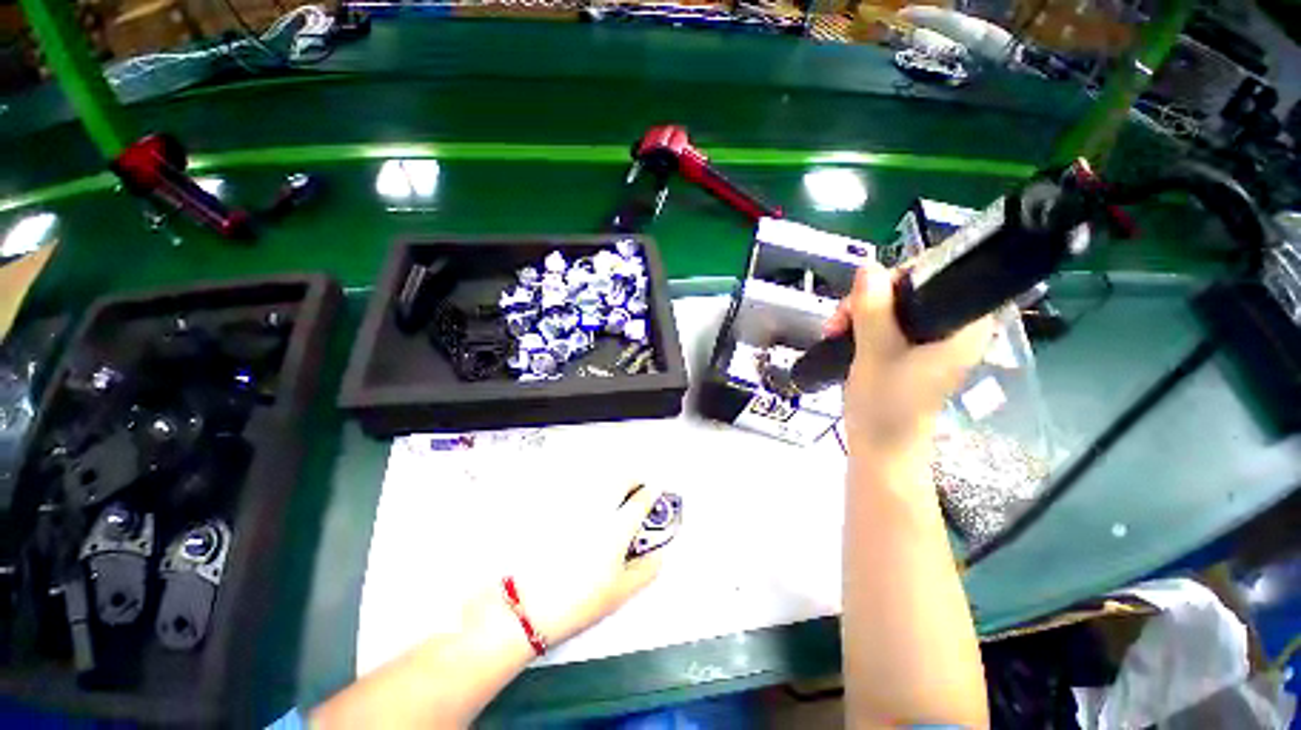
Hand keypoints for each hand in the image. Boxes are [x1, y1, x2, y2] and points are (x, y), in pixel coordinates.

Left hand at [506, 485, 664, 646]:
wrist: (529, 605)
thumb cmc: (578, 601)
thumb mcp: (621, 592)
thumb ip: (647, 570)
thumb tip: (658, 553)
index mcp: (617, 527)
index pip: (642, 499)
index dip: (653, 493)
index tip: (657, 493)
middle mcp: (598, 508)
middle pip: (621, 478)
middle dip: (635, 480)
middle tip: (638, 491)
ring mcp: (576, 505)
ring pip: (601, 479)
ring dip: (614, 483)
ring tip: (616, 498)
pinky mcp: (557, 509)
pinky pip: (580, 489)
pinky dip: (592, 491)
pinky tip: (590, 508)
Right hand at [824, 265, 992, 455]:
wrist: (879, 445)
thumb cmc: (885, 404)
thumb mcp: (876, 352)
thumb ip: (873, 309)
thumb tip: (867, 267)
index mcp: (962, 325)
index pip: (939, 275)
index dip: (899, 276)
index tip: (866, 295)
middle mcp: (951, 327)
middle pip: (910, 288)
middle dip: (869, 298)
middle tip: (841, 319)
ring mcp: (928, 339)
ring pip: (892, 304)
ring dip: (858, 312)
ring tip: (834, 331)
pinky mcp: (908, 350)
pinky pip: (884, 321)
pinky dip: (860, 324)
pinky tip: (840, 334)